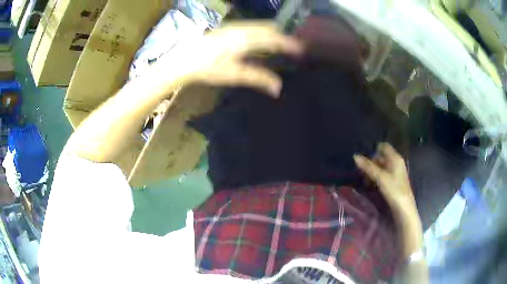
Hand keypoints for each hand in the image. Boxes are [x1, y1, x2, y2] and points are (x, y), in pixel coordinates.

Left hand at [153, 22, 302, 97]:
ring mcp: (233, 27)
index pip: (273, 38)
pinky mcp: (226, 29)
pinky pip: (250, 27)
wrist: (183, 60)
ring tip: (280, 42)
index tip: (300, 48)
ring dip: (271, 33)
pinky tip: (259, 40)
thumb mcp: (234, 75)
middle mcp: (241, 29)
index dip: (288, 43)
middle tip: (293, 45)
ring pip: (259, 26)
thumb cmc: (208, 68)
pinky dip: (261, 32)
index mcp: (245, 39)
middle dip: (282, 35)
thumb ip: (258, 78)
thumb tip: (278, 88)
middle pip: (268, 28)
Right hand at [354, 143, 416, 216]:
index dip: (373, 150)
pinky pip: (383, 174)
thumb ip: (368, 167)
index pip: (383, 146)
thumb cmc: (394, 190)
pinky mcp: (394, 181)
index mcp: (395, 158)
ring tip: (364, 178)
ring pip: (382, 166)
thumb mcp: (380, 177)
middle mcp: (396, 162)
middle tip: (361, 170)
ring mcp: (396, 172)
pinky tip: (371, 184)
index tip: (363, 157)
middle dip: (371, 162)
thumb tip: (355, 156)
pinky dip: (376, 177)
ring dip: (373, 171)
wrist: (403, 207)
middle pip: (382, 156)